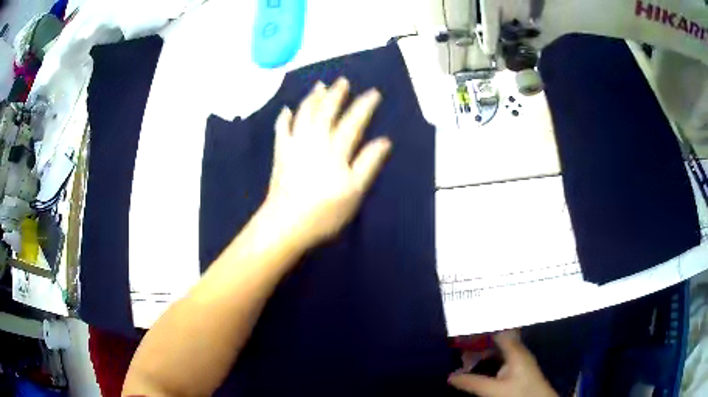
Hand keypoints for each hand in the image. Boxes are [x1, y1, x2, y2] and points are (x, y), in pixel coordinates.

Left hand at [263, 77, 391, 247]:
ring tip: (319, 85)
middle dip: (336, 94)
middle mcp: (315, 140)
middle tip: (343, 80)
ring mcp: (295, 145)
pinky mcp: (280, 153)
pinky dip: (284, 118)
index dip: (364, 106)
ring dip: (312, 98)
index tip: (373, 93)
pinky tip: (286, 109)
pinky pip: (281, 129)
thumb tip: (384, 141)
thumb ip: (368, 163)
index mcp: (335, 150)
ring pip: (304, 114)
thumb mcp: (354, 191)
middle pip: (326, 111)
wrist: (285, 223)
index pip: (353, 122)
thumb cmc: (324, 211)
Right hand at [448, 331, 557, 396]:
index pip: (498, 330)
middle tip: (459, 343)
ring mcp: (519, 361)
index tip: (466, 324)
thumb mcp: (494, 390)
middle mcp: (518, 352)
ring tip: (464, 356)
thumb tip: (450, 376)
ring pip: (498, 350)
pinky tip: (478, 366)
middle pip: (497, 340)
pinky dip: (488, 360)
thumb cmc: (520, 393)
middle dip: (479, 341)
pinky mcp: (518, 370)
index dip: (483, 326)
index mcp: (515, 351)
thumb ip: (473, 382)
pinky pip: (500, 359)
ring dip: (482, 352)